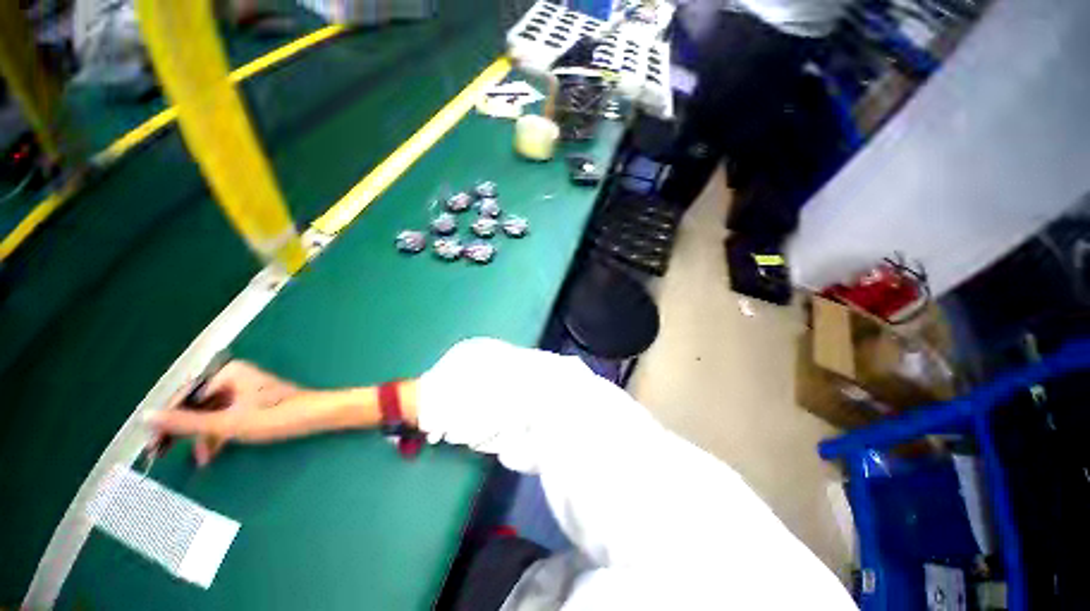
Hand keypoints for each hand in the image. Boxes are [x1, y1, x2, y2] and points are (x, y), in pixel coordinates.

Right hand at [147, 360, 308, 465]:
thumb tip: (146, 416)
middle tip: (160, 455)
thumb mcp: (226, 423)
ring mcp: (245, 389)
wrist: (318, 416)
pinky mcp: (253, 402)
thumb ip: (186, 422)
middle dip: (182, 431)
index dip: (166, 421)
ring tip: (198, 460)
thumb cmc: (275, 416)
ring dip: (202, 437)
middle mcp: (235, 377)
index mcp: (228, 373)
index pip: (185, 396)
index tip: (150, 444)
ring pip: (212, 414)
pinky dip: (218, 434)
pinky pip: (226, 417)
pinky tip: (211, 453)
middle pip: (198, 405)